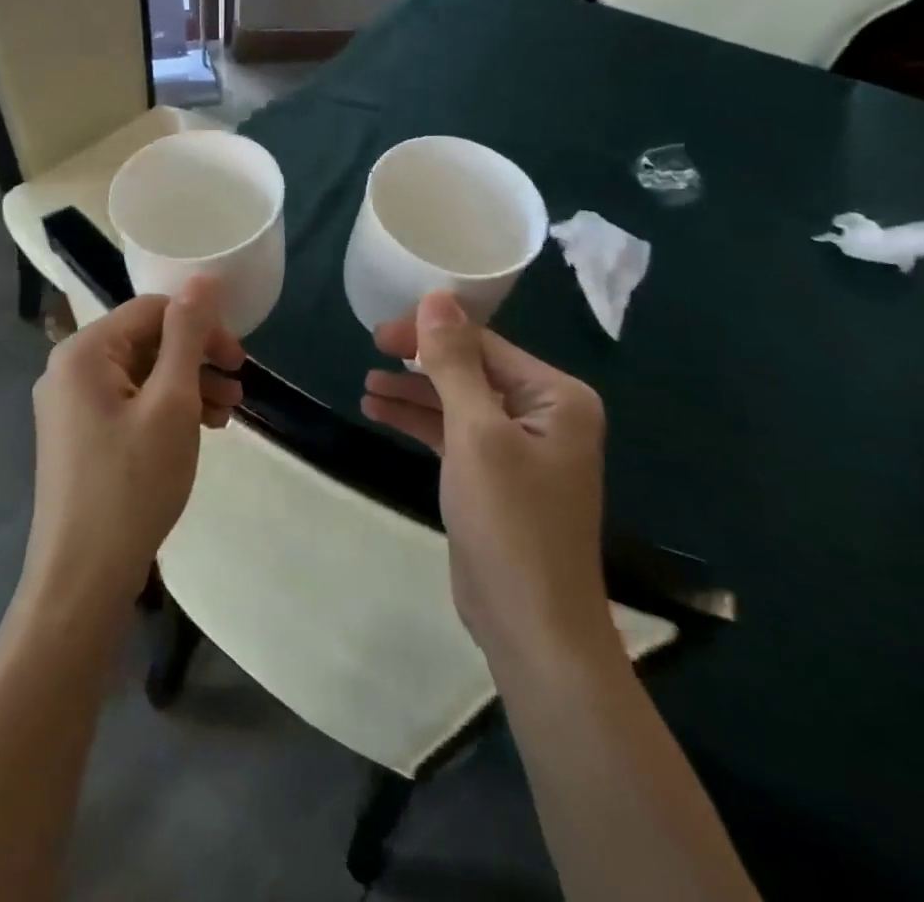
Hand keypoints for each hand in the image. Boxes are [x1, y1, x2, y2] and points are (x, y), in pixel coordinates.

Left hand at [25, 278, 244, 614]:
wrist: (83, 578)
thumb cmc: (133, 484)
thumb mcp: (172, 402)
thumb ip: (188, 334)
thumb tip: (204, 278)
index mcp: (85, 351)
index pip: (154, 310)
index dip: (202, 327)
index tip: (240, 361)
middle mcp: (69, 368)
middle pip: (146, 340)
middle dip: (197, 360)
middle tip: (238, 390)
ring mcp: (70, 404)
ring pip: (141, 373)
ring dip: (187, 386)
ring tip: (226, 416)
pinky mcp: (78, 435)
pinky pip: (129, 402)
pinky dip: (165, 409)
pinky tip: (197, 431)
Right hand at [363, 293, 614, 664]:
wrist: (531, 626)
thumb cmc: (510, 521)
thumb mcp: (476, 432)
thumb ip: (453, 362)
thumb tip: (437, 296)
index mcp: (557, 396)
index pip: (484, 344)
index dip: (429, 334)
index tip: (378, 334)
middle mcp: (546, 414)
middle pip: (471, 369)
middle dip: (419, 363)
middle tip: (370, 354)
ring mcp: (522, 447)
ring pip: (459, 402)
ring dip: (414, 393)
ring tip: (366, 386)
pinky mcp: (498, 476)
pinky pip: (456, 433)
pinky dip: (421, 423)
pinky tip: (380, 412)